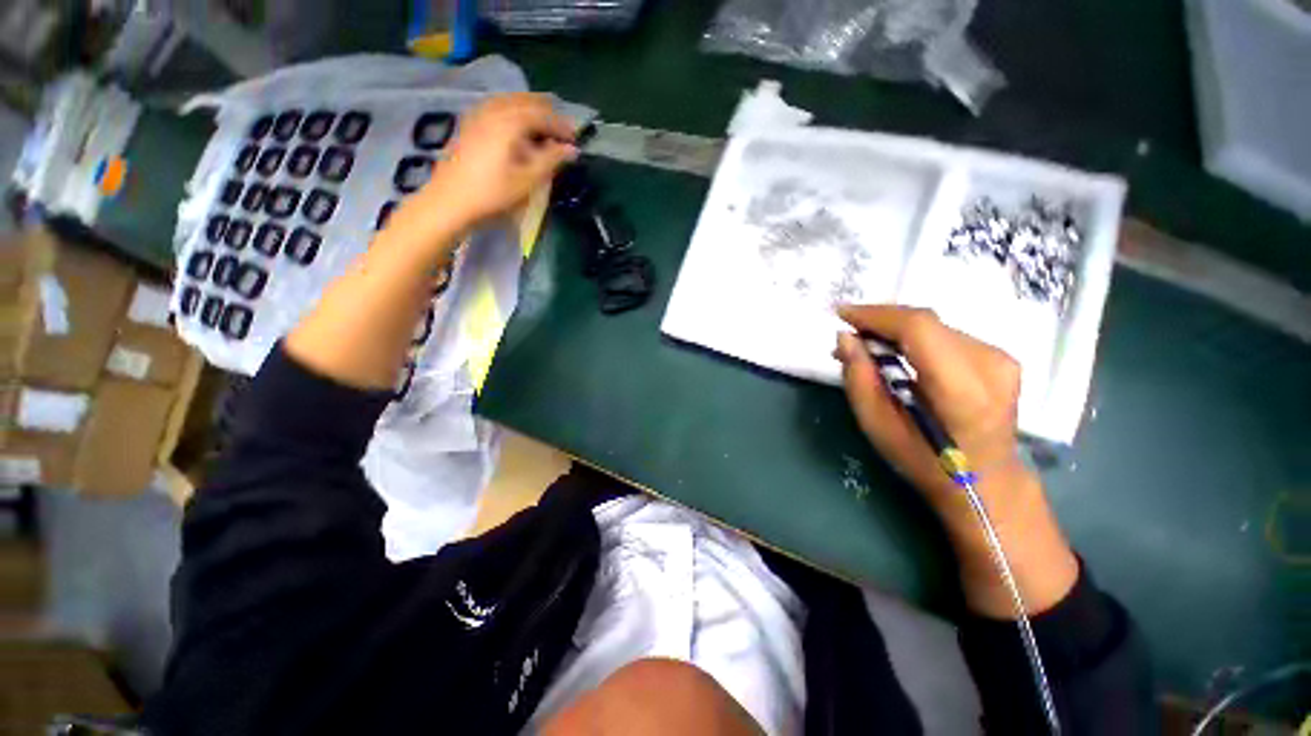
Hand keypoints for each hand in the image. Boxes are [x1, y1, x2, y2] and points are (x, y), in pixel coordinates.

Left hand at [420, 93, 578, 228]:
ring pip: (511, 101)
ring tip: (544, 131)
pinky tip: (519, 129)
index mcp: (509, 121)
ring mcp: (478, 114)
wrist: (450, 201)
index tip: (576, 140)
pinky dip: (515, 113)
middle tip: (563, 133)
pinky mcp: (470, 124)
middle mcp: (493, 110)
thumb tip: (572, 150)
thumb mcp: (527, 180)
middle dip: (548, 114)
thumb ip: (551, 160)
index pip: (542, 114)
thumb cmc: (492, 193)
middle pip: (526, 101)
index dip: (561, 126)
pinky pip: (498, 107)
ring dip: (531, 112)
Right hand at [834, 305, 1077, 617]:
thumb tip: (845, 337)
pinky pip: (945, 333)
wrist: (985, 480)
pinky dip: (914, 336)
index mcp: (962, 389)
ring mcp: (1001, 358)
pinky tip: (895, 351)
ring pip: (934, 325)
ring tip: (867, 345)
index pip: (919, 328)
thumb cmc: (924, 460)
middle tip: (849, 334)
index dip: (877, 315)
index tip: (842, 314)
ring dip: (895, 329)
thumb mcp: (877, 425)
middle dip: (880, 321)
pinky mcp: (1000, 356)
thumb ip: (860, 378)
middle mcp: (991, 364)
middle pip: (926, 321)